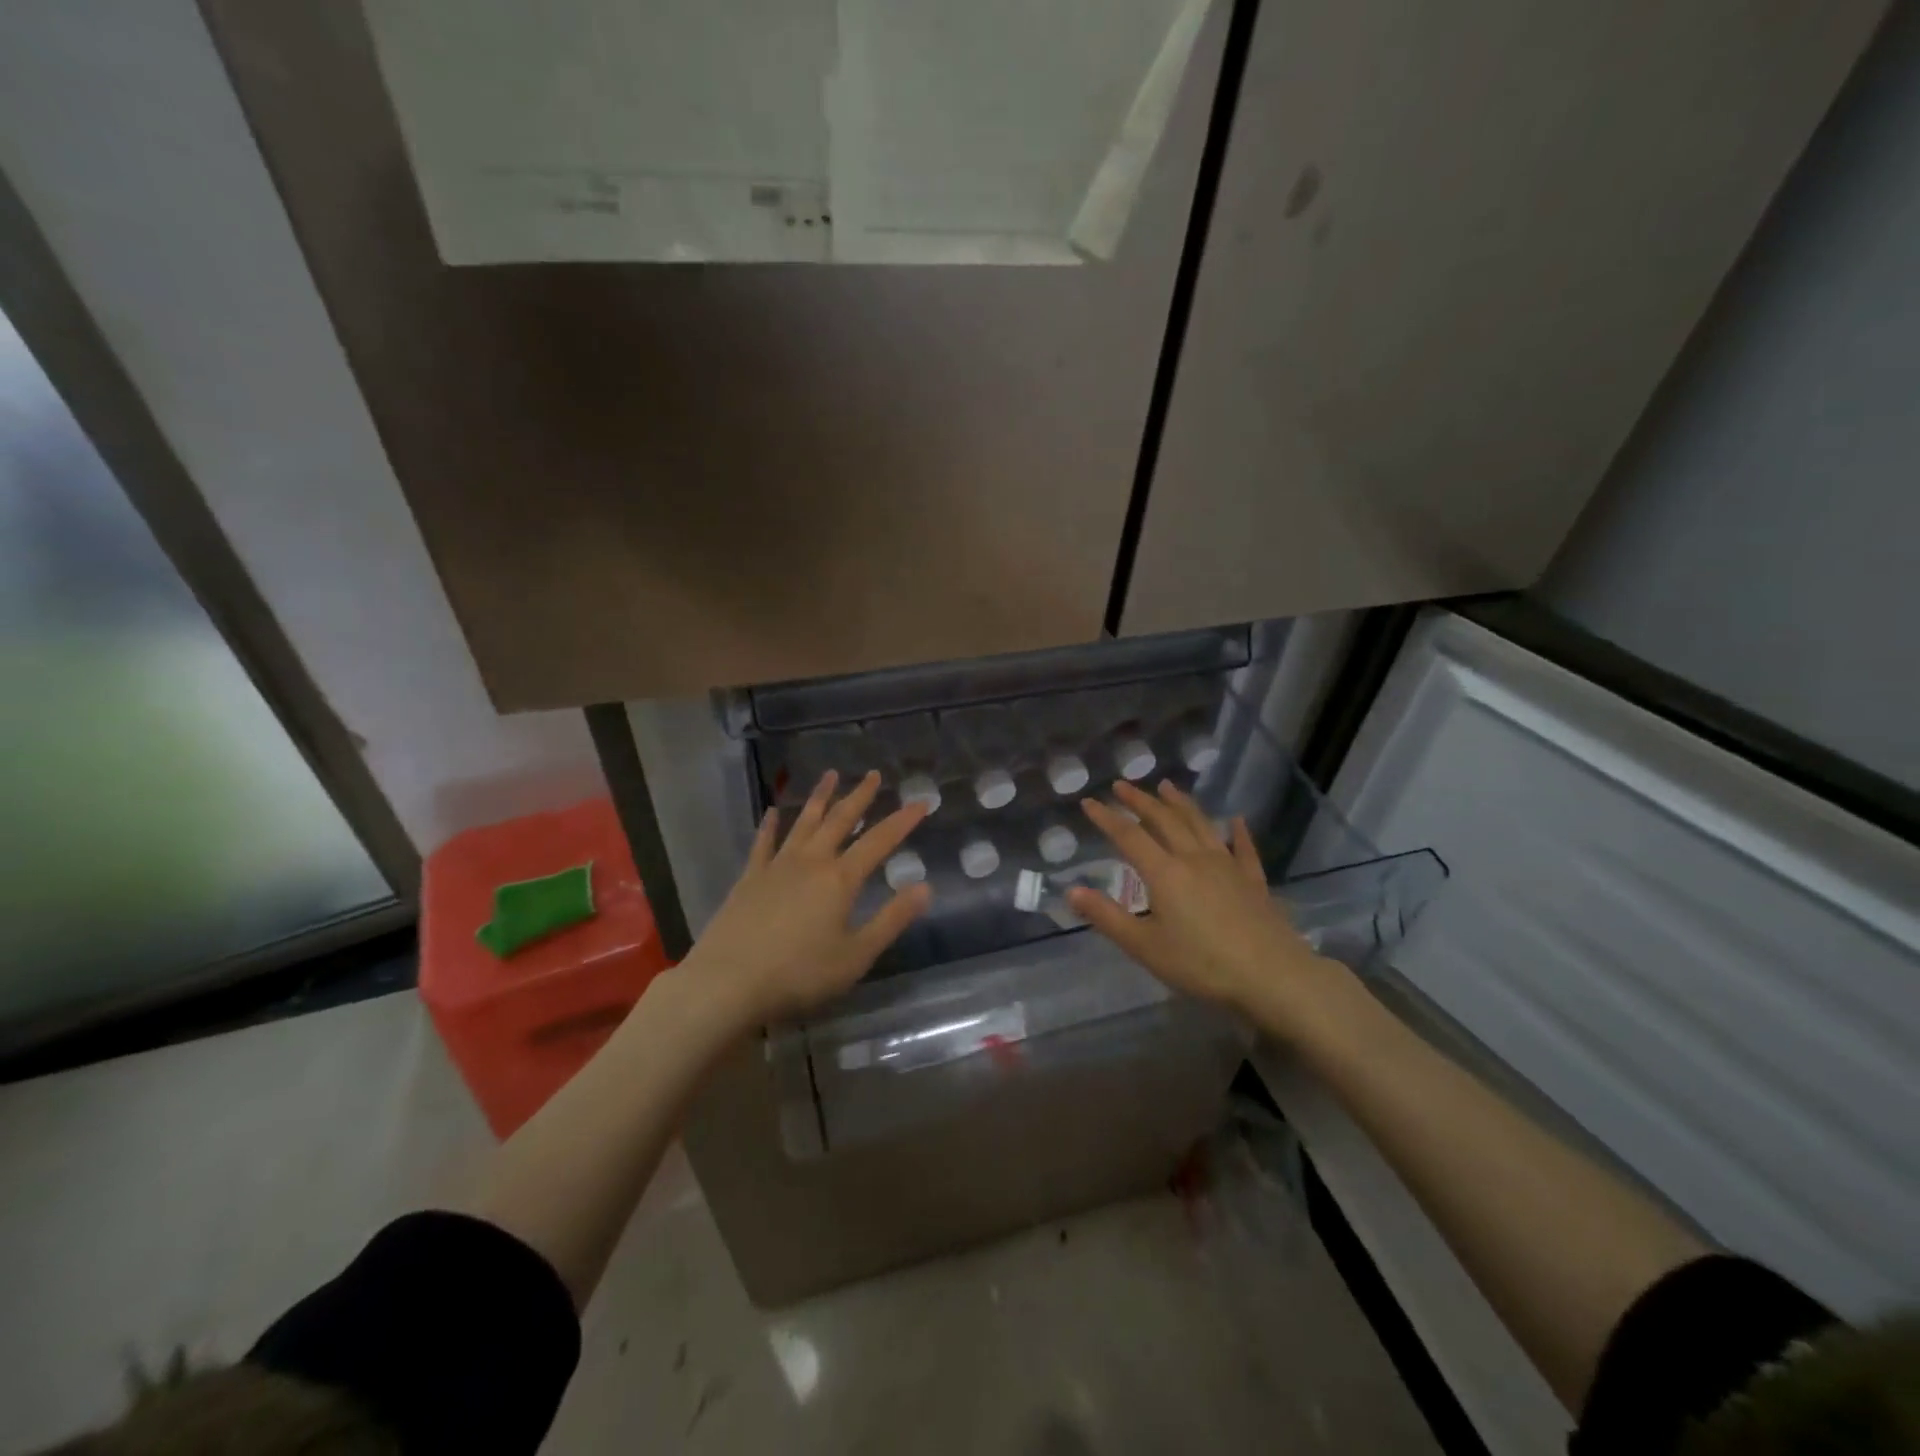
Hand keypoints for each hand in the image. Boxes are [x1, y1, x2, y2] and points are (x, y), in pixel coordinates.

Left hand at [681, 771, 931, 1024]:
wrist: (728, 982)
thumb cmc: (799, 974)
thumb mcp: (856, 955)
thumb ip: (891, 919)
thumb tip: (925, 887)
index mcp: (840, 880)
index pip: (879, 841)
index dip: (902, 821)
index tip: (921, 802)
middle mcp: (811, 862)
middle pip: (840, 820)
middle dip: (860, 796)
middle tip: (873, 774)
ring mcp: (777, 866)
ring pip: (804, 822)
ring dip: (820, 798)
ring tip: (830, 775)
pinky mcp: (749, 878)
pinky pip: (763, 842)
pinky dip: (770, 824)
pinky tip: (773, 811)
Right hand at [1071, 780, 1334, 1021]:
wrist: (1273, 977)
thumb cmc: (1202, 965)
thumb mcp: (1145, 947)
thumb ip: (1107, 917)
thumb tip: (1071, 891)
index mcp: (1165, 873)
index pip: (1129, 837)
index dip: (1107, 818)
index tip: (1089, 802)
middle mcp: (1194, 859)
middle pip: (1164, 821)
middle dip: (1140, 801)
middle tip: (1122, 785)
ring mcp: (1227, 866)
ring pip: (1200, 825)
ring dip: (1181, 804)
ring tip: (1167, 787)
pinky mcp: (1253, 881)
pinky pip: (1243, 849)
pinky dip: (1238, 832)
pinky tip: (1236, 821)